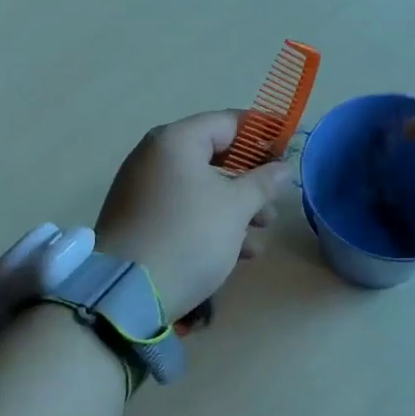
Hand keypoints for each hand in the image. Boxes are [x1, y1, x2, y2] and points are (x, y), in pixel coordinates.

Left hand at [95, 112, 291, 322]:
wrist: (126, 293)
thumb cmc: (189, 235)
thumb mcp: (236, 207)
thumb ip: (263, 182)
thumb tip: (282, 168)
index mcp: (176, 141)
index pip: (228, 122)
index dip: (263, 134)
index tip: (288, 150)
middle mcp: (154, 157)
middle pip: (214, 156)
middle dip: (251, 180)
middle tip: (276, 199)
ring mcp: (143, 190)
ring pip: (201, 188)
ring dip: (236, 207)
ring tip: (262, 232)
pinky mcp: (140, 221)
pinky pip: (183, 210)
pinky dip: (211, 222)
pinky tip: (239, 252)